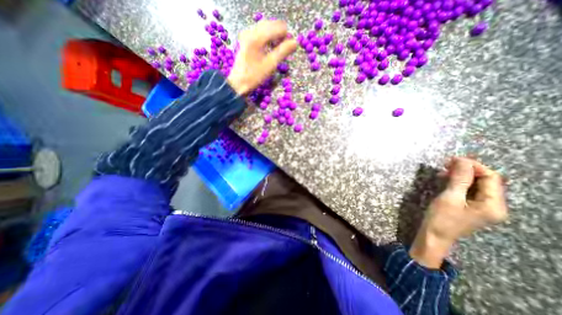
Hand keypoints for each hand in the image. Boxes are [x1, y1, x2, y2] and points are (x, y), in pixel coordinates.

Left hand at [228, 20, 298, 94]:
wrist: (238, 83)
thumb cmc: (254, 76)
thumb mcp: (270, 65)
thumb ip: (283, 52)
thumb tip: (295, 42)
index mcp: (257, 37)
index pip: (277, 27)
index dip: (286, 36)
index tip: (289, 49)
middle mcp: (251, 31)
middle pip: (271, 24)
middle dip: (280, 35)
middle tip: (284, 49)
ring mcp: (247, 34)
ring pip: (265, 27)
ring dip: (274, 35)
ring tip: (278, 49)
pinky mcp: (246, 40)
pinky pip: (259, 32)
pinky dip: (267, 37)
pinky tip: (269, 47)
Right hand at [409, 157, 509, 267]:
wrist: (433, 235)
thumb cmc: (441, 218)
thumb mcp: (450, 197)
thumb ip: (459, 179)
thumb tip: (462, 160)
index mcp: (493, 205)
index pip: (491, 178)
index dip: (474, 166)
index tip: (453, 159)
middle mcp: (493, 205)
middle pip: (485, 180)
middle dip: (467, 170)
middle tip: (446, 164)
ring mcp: (483, 207)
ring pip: (476, 184)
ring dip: (461, 175)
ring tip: (443, 171)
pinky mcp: (471, 207)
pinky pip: (469, 190)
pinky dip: (458, 182)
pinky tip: (446, 180)